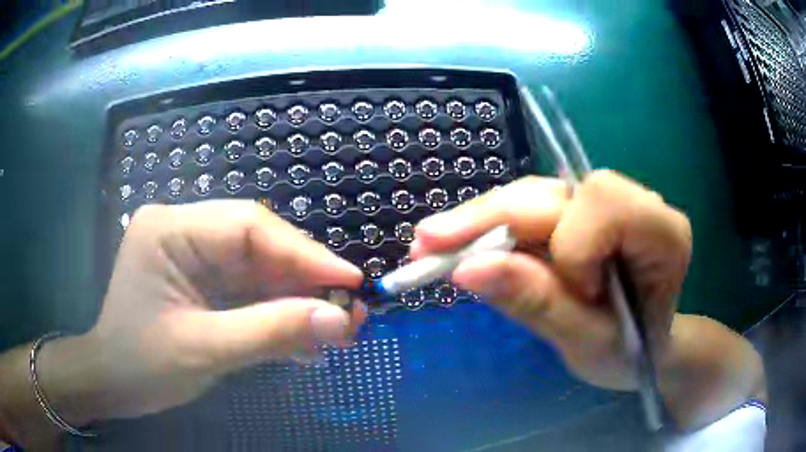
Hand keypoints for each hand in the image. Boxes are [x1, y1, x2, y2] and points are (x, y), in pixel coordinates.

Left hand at [47, 200, 365, 425]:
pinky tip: (303, 338)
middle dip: (305, 280)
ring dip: (297, 300)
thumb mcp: (204, 351)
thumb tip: (340, 320)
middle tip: (349, 311)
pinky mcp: (201, 280)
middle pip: (258, 244)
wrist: (113, 383)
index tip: (351, 282)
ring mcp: (192, 254)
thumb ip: (271, 333)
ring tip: (334, 329)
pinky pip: (248, 289)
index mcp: (170, 230)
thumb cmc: (142, 365)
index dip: (304, 253)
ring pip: (259, 269)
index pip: (248, 227)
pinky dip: (277, 313)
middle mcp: (183, 230)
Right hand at [411, 171, 691, 390]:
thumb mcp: (588, 342)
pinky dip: (490, 231)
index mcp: (661, 233)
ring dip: (479, 223)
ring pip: (532, 195)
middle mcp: (636, 202)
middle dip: (489, 220)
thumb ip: (538, 304)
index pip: (603, 205)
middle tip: (426, 245)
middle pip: (555, 192)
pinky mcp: (577, 211)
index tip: (570, 292)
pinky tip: (459, 246)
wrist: (640, 348)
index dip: (573, 246)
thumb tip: (467, 269)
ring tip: (433, 248)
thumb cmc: (630, 353)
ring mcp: (604, 203)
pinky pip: (527, 209)